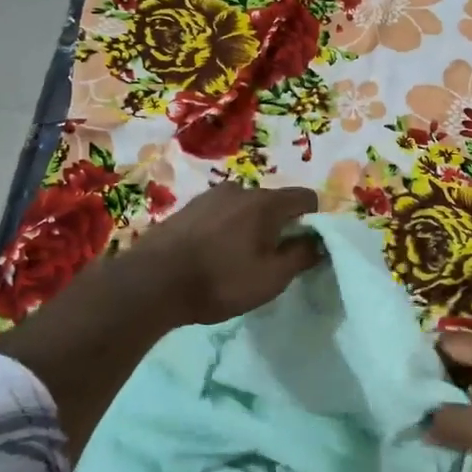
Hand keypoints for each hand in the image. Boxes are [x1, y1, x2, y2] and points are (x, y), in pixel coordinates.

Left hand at [124, 183, 323, 325]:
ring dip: (250, 228)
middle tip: (271, 261)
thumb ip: (301, 256)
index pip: (306, 197)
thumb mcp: (271, 278)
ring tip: (237, 261)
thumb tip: (319, 242)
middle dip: (280, 227)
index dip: (314, 221)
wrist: (152, 282)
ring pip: (245, 208)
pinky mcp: (188, 208)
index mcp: (266, 202)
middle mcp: (240, 189)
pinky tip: (212, 256)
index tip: (305, 247)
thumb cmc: (220, 281)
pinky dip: (226, 229)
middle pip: (274, 202)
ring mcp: (210, 196)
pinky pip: (221, 214)